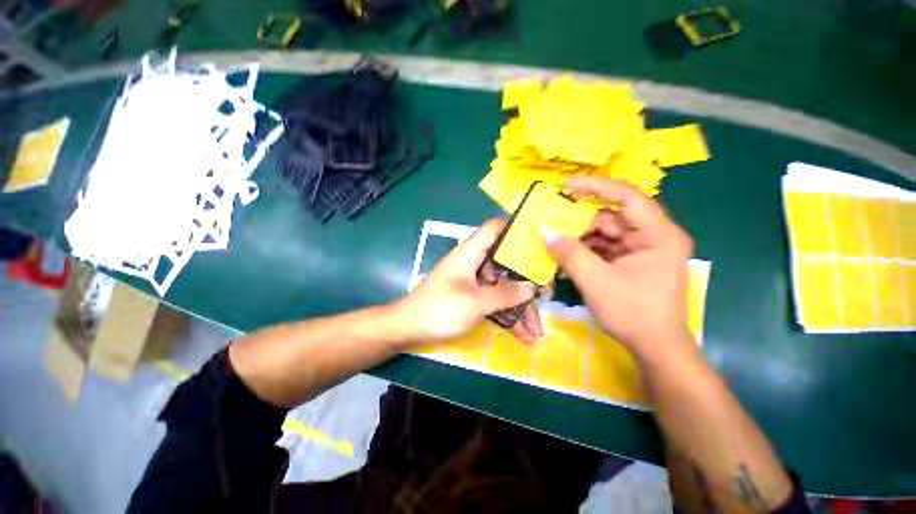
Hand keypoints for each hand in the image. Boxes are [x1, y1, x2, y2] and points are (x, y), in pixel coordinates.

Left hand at [397, 219, 543, 343]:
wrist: (408, 329)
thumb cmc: (439, 309)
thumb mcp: (475, 302)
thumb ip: (505, 294)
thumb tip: (531, 288)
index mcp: (470, 253)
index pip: (494, 228)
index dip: (515, 229)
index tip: (539, 242)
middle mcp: (474, 263)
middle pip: (505, 263)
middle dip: (526, 281)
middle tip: (547, 295)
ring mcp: (473, 281)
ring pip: (502, 287)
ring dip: (519, 307)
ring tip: (536, 330)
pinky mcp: (472, 297)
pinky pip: (494, 301)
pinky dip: (506, 315)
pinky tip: (522, 334)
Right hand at [542, 177, 692, 352]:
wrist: (655, 348)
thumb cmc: (632, 313)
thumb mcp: (595, 281)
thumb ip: (569, 253)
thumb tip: (544, 230)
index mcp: (658, 234)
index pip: (627, 196)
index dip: (596, 187)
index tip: (567, 186)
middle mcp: (653, 236)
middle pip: (612, 217)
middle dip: (581, 221)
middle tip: (553, 222)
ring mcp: (642, 249)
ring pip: (605, 233)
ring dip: (580, 239)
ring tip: (555, 245)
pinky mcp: (632, 261)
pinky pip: (605, 248)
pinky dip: (585, 252)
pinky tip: (567, 260)